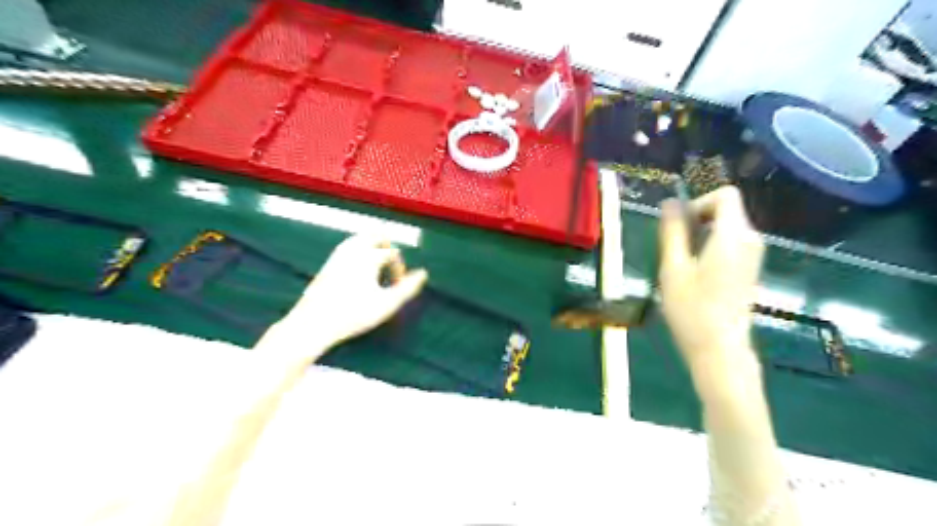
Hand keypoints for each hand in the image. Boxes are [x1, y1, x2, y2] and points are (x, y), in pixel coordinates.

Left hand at [259, 235, 426, 359]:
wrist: (313, 323)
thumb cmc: (353, 314)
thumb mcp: (386, 304)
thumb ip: (407, 288)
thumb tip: (423, 274)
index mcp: (369, 256)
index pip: (392, 254)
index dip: (400, 268)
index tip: (398, 286)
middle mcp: (353, 249)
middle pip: (376, 235)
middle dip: (388, 247)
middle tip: (392, 264)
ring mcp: (338, 254)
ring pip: (360, 239)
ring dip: (373, 248)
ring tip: (378, 267)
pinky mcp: (328, 263)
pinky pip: (349, 247)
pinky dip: (361, 252)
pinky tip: (360, 272)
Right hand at [654, 186, 764, 377]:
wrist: (720, 349)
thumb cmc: (692, 309)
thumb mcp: (673, 268)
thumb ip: (673, 231)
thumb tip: (670, 201)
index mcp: (733, 236)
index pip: (725, 195)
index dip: (698, 203)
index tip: (678, 227)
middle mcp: (751, 240)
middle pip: (726, 210)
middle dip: (696, 219)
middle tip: (673, 248)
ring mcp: (754, 256)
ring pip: (726, 227)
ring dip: (700, 235)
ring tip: (681, 263)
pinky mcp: (750, 269)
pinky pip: (730, 243)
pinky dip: (711, 247)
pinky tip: (696, 274)